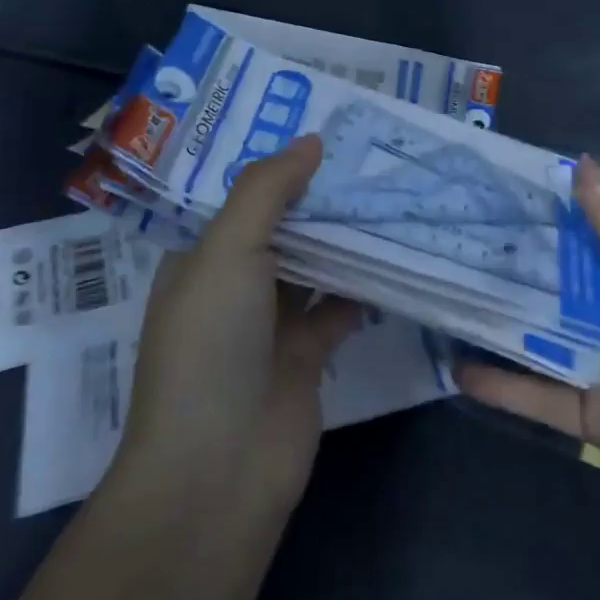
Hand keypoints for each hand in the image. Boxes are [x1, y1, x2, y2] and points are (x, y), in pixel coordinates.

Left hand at [118, 135, 362, 513]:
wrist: (218, 470)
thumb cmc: (210, 345)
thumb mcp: (226, 251)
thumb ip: (267, 190)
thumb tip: (312, 139)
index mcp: (202, 257)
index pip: (242, 197)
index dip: (278, 164)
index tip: (325, 129)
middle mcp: (234, 284)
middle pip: (284, 227)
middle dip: (320, 195)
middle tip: (372, 154)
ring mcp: (271, 323)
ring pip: (316, 265)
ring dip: (347, 237)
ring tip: (391, 192)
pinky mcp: (307, 356)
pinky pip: (339, 308)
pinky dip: (364, 286)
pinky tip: (397, 256)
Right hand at [458, 158, 599, 550]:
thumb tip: (583, 163)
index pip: (591, 235)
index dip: (550, 212)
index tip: (497, 189)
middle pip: (560, 285)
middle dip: (514, 264)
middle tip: (453, 239)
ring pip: (544, 337)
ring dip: (501, 321)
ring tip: (444, 296)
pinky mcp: (595, 419)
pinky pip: (542, 398)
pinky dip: (504, 385)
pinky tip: (459, 368)